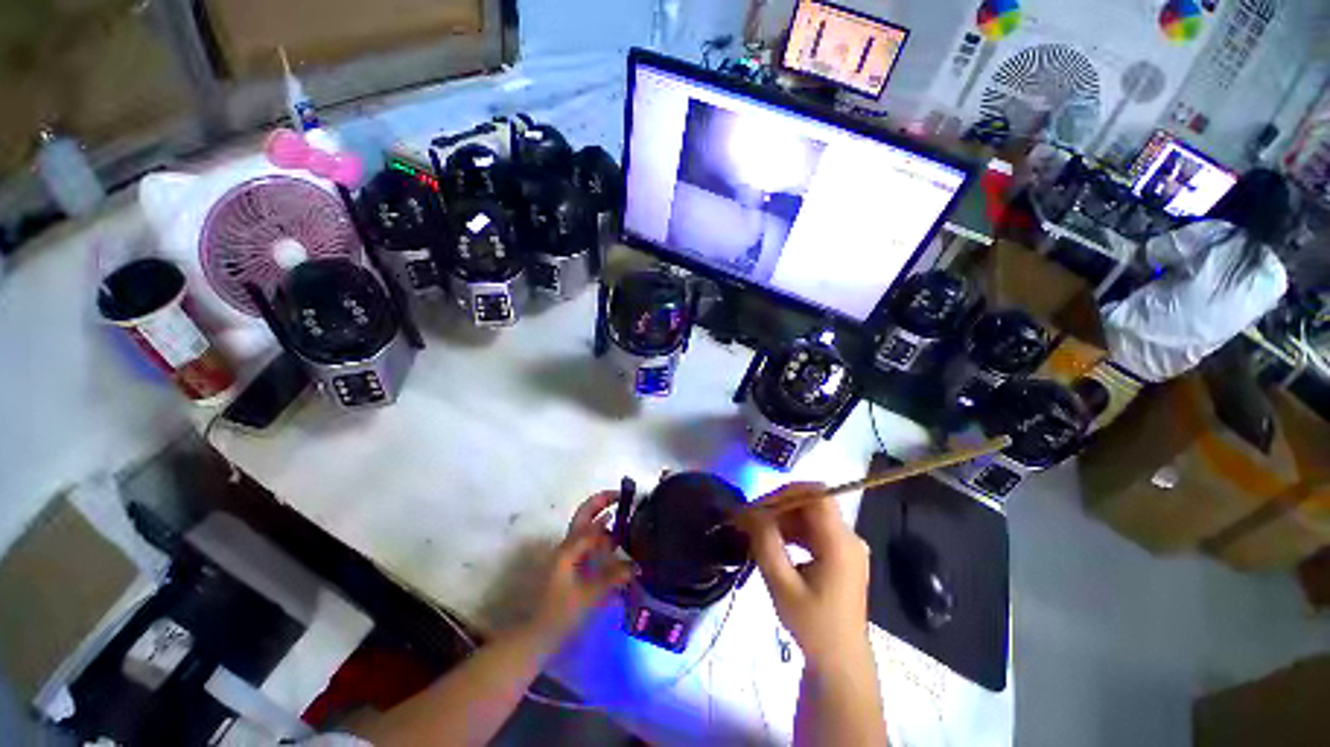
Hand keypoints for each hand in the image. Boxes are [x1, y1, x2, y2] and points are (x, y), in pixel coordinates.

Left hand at [528, 491, 633, 641]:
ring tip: (628, 522)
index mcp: (569, 548)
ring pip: (588, 530)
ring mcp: (570, 556)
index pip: (591, 519)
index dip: (609, 506)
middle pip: (585, 515)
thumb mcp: (588, 596)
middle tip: (624, 498)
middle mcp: (568, 546)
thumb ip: (613, 577)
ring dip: (605, 522)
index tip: (630, 500)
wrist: (536, 636)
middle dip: (602, 502)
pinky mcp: (573, 567)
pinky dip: (604, 541)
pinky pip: (590, 546)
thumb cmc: (559, 614)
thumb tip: (637, 564)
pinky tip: (619, 548)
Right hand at [740, 483, 871, 667]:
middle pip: (813, 502)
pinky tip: (775, 542)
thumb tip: (750, 511)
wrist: (840, 662)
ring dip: (784, 517)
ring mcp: (847, 545)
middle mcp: (848, 537)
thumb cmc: (812, 625)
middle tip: (752, 518)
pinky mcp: (841, 554)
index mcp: (840, 543)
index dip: (786, 493)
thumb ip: (766, 543)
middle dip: (780, 505)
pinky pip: (814, 528)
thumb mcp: (782, 585)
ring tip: (758, 530)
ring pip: (811, 514)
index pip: (816, 495)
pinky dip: (792, 529)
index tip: (759, 506)